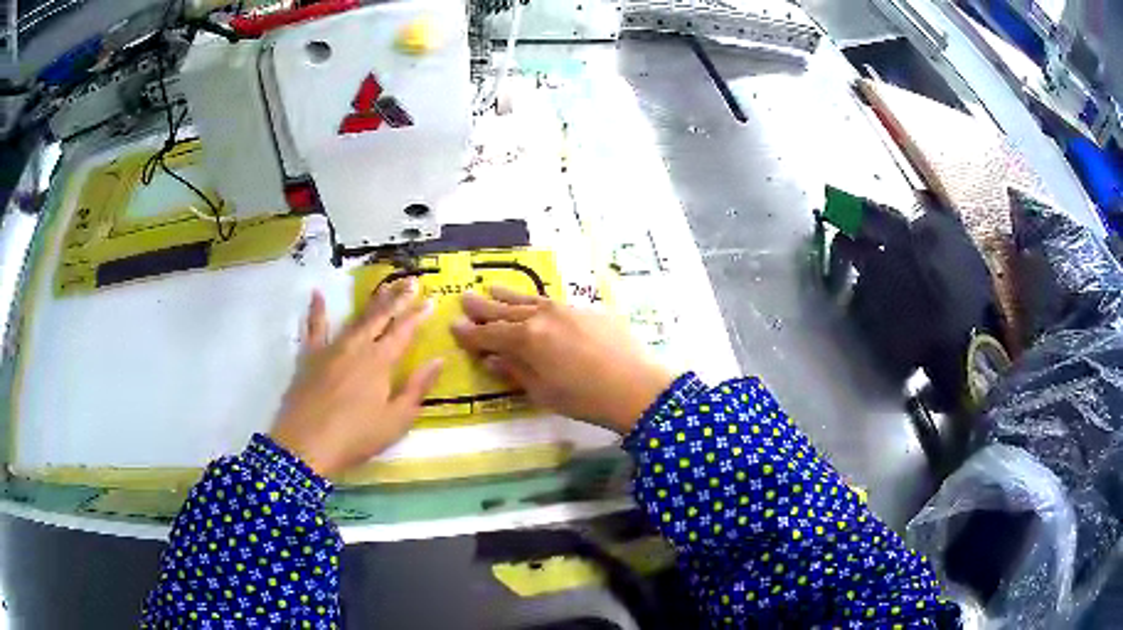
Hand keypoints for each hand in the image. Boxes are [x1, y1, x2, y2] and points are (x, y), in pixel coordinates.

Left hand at [270, 280, 443, 476]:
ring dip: (370, 301)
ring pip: (354, 318)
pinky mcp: (309, 357)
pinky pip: (314, 328)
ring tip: (383, 286)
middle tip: (412, 280)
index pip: (404, 331)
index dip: (418, 315)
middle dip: (398, 298)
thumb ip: (417, 388)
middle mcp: (357, 346)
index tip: (431, 300)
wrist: (306, 444)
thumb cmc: (356, 437)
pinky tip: (317, 294)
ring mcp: (331, 348)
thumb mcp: (396, 420)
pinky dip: (316, 310)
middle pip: (380, 317)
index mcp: (380, 361)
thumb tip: (438, 360)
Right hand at [451, 287, 673, 432]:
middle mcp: (542, 316)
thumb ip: (515, 371)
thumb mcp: (542, 391)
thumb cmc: (584, 398)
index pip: (490, 334)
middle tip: (464, 299)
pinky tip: (533, 303)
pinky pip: (552, 302)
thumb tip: (491, 359)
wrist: (635, 386)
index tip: (453, 326)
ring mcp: (566, 309)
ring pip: (528, 300)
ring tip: (491, 288)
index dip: (470, 333)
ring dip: (507, 296)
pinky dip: (535, 302)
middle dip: (482, 307)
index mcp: (526, 339)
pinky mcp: (587, 309)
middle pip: (505, 310)